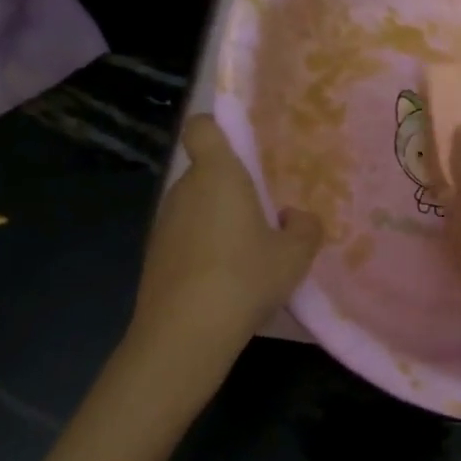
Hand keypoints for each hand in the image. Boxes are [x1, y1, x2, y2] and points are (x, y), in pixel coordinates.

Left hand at [129, 114, 322, 350]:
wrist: (185, 333)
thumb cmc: (245, 277)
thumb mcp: (295, 254)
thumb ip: (305, 228)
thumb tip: (294, 217)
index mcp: (218, 175)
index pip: (202, 127)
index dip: (217, 127)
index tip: (242, 147)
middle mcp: (184, 190)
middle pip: (206, 171)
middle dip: (232, 186)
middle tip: (265, 213)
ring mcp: (164, 223)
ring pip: (196, 206)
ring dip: (218, 219)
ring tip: (249, 251)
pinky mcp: (154, 255)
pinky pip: (185, 236)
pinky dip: (203, 247)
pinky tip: (225, 278)